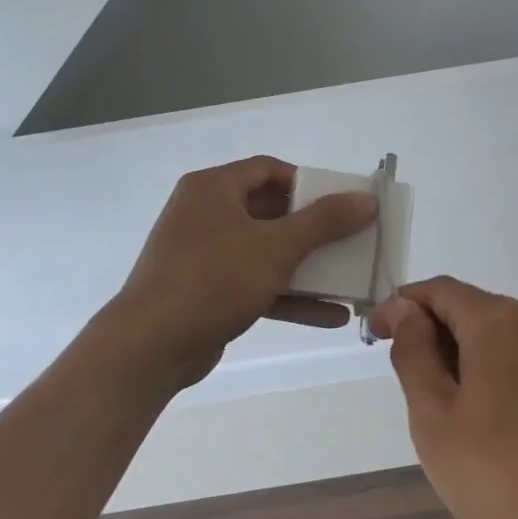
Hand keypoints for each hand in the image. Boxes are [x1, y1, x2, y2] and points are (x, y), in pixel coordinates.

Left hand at [111, 156, 376, 388]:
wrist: (150, 348)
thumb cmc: (213, 280)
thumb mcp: (275, 247)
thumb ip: (324, 222)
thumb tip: (366, 199)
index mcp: (213, 189)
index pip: (269, 170)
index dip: (309, 183)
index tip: (341, 203)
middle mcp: (206, 214)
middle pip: (271, 211)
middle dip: (314, 229)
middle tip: (350, 239)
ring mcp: (205, 255)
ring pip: (266, 251)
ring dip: (307, 266)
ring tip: (348, 278)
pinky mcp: (209, 291)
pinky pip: (256, 283)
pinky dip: (289, 295)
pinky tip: (330, 315)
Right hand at [369, 277, 517, 518]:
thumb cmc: (498, 477)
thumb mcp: (435, 416)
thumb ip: (413, 352)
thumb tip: (403, 308)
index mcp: (499, 320)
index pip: (439, 290)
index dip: (401, 306)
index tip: (373, 338)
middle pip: (468, 308)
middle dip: (430, 333)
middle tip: (406, 385)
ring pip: (492, 332)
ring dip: (457, 354)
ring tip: (440, 409)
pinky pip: (516, 354)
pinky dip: (487, 368)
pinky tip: (479, 415)